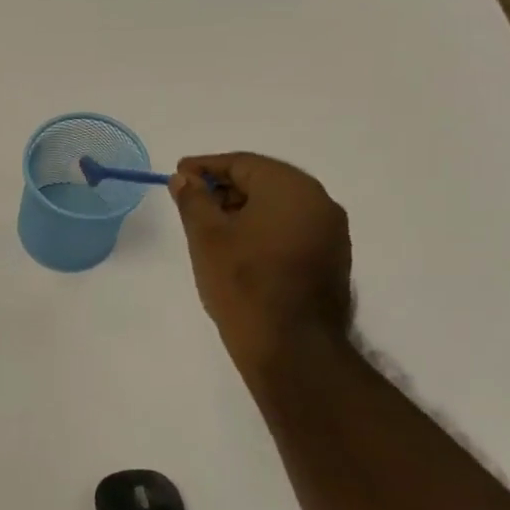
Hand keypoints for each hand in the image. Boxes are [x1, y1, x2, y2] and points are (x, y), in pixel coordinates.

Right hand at [170, 153, 353, 375]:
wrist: (292, 346)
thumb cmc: (243, 284)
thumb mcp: (206, 238)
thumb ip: (193, 200)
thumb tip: (184, 178)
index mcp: (291, 188)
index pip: (243, 163)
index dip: (206, 166)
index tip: (178, 174)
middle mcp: (319, 201)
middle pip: (264, 182)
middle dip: (224, 188)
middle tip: (191, 202)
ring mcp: (331, 232)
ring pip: (279, 207)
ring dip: (244, 210)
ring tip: (210, 228)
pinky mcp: (331, 259)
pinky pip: (291, 229)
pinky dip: (263, 230)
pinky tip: (239, 249)